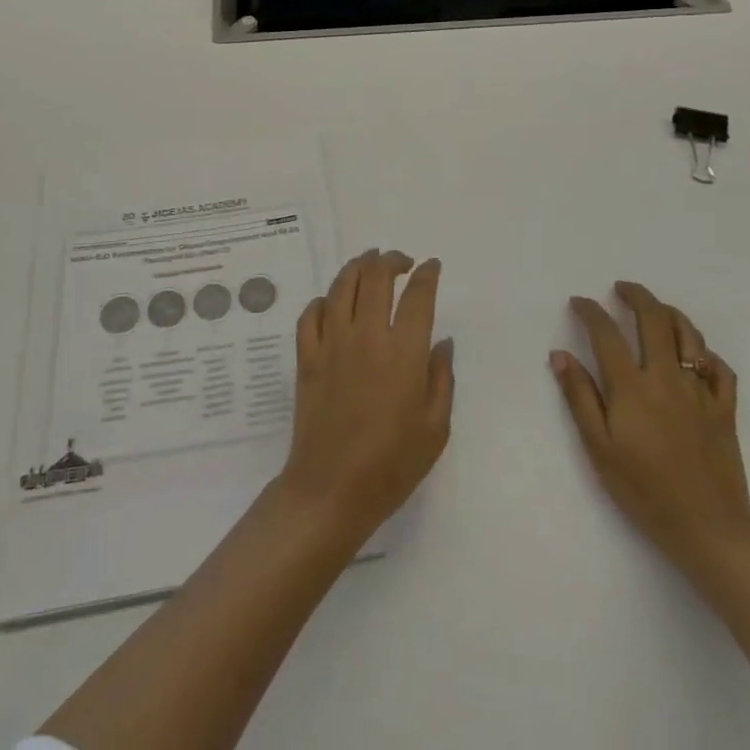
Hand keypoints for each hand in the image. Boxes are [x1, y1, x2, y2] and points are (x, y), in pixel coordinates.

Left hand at [278, 249, 454, 547]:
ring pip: (341, 285)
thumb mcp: (435, 429)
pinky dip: (323, 300)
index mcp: (403, 353)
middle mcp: (366, 336)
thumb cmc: (391, 465)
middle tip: (400, 261)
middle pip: (376, 277)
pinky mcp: (306, 356)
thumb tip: (442, 341)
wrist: (331, 490)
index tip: (432, 266)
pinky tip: (332, 303)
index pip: (418, 296)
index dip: (427, 274)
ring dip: (358, 267)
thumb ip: (442, 378)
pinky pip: (311, 313)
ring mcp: (331, 343)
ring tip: (368, 264)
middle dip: (391, 260)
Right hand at [552, 281, 749, 569]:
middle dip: (636, 296)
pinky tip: (695, 355)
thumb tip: (560, 355)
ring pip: (689, 335)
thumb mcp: (599, 447)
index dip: (590, 311)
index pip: (606, 333)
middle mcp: (666, 377)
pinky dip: (706, 354)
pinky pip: (720, 369)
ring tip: (656, 309)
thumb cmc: (644, 490)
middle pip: (653, 319)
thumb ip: (580, 397)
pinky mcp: (725, 410)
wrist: (708, 529)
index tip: (579, 302)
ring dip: (670, 313)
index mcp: (632, 386)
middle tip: (621, 288)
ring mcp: (700, 391)